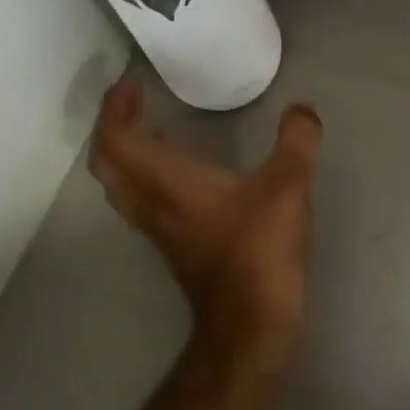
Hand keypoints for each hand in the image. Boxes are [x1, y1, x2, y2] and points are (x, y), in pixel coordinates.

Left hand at [90, 76, 323, 382]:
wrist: (251, 326)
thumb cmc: (259, 251)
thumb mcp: (287, 187)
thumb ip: (296, 142)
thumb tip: (302, 110)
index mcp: (166, 183)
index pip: (115, 140)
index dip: (113, 109)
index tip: (129, 83)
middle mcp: (152, 204)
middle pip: (108, 162)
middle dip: (114, 125)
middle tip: (135, 100)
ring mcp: (159, 229)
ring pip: (121, 184)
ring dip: (127, 151)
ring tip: (151, 126)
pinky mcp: (174, 247)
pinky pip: (142, 200)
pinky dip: (147, 174)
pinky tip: (182, 169)